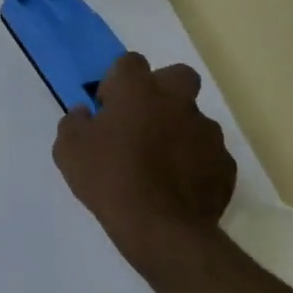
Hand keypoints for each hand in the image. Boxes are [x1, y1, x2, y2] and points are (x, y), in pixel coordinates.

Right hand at [53, 53, 235, 272]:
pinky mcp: (225, 164)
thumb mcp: (68, 150)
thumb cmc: (108, 179)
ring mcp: (207, 132)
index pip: (130, 62)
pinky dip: (194, 160)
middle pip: (176, 75)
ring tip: (159, 160)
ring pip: (193, 116)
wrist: (161, 229)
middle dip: (161, 90)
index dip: (116, 80)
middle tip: (141, 119)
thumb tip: (85, 114)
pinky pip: (207, 152)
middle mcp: (177, 102)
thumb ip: (73, 123)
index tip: (107, 107)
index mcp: (138, 91)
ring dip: (177, 128)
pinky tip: (177, 183)